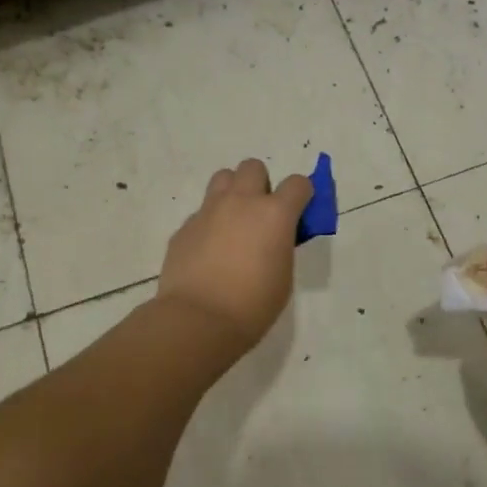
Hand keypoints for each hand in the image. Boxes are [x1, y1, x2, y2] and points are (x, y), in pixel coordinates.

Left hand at [156, 159, 312, 355]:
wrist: (199, 319)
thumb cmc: (254, 304)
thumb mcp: (283, 274)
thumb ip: (281, 245)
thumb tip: (273, 237)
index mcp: (275, 214)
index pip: (298, 183)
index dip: (302, 195)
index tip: (300, 212)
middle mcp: (241, 202)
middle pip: (253, 167)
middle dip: (261, 184)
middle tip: (261, 214)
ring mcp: (208, 211)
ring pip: (223, 178)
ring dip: (233, 193)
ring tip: (233, 223)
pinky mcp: (184, 227)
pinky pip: (201, 213)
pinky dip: (209, 224)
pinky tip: (209, 252)